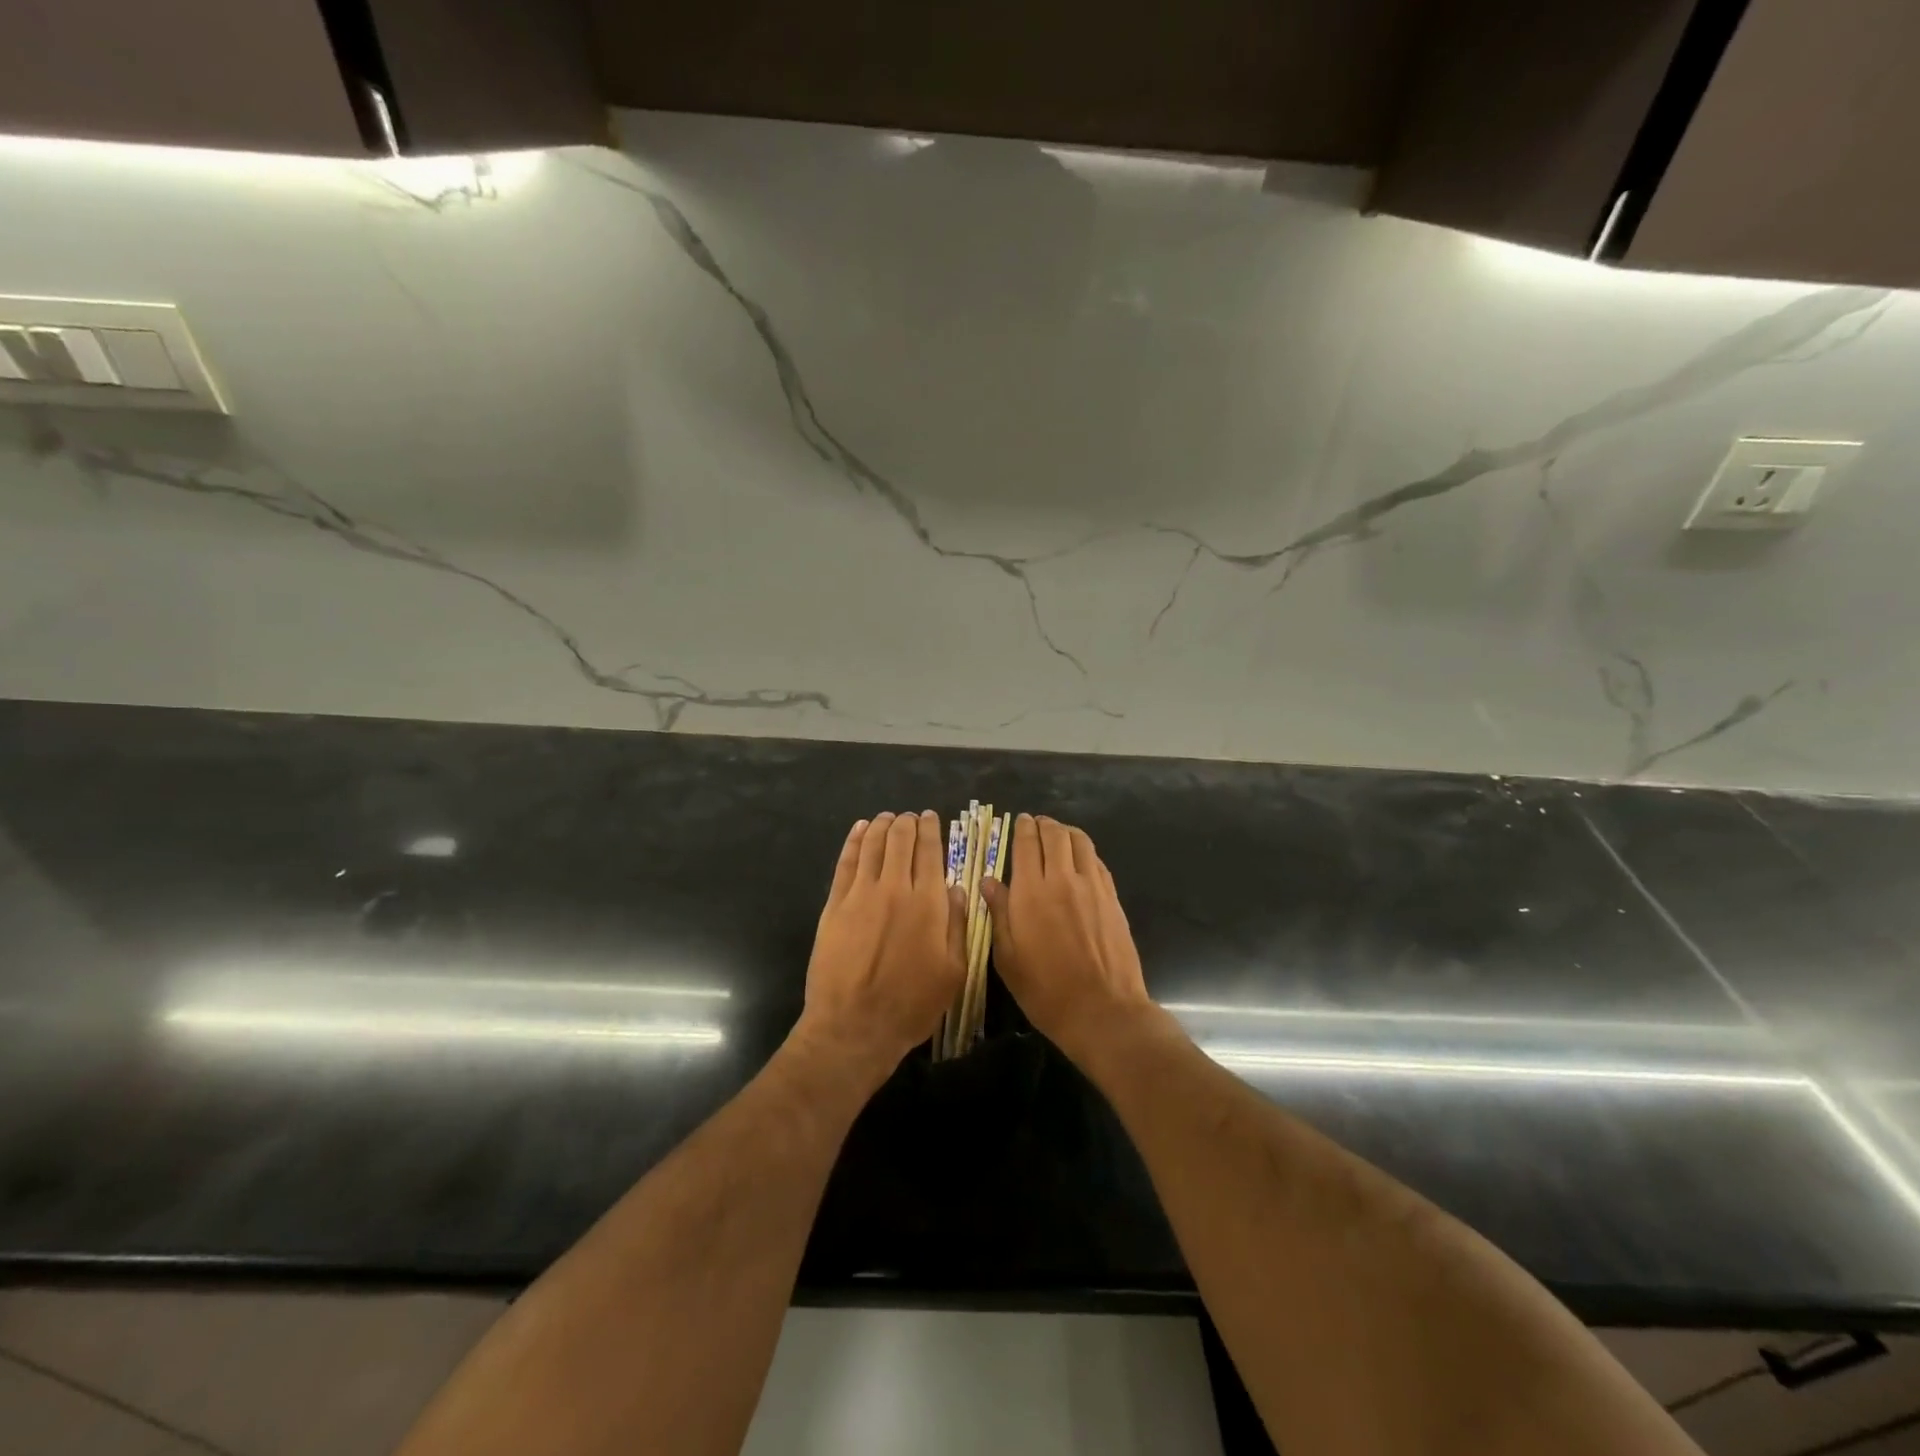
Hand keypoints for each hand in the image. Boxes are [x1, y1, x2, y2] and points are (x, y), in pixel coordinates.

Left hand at [797, 811, 966, 1084]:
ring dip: (881, 826)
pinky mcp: (834, 905)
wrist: (854, 1026)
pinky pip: (846, 862)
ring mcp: (861, 894)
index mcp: (927, 903)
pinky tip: (859, 830)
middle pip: (900, 841)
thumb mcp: (954, 972)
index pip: (930, 852)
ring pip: (872, 846)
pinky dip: (854, 841)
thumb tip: (956, 888)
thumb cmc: (911, 1005)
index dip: (930, 830)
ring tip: (887, 817)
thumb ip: (957, 925)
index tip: (931, 817)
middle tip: (910, 817)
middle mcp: (895, 888)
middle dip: (907, 823)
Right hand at [980, 815, 1152, 1059]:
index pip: (1026, 844)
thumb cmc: (1045, 990)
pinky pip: (1097, 861)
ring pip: (1080, 841)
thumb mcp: (1007, 958)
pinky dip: (1085, 851)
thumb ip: (998, 914)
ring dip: (1066, 832)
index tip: (1020, 822)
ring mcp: (1092, 886)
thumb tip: (988, 881)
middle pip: (1054, 835)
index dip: (1022, 828)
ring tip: (1059, 834)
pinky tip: (1080, 859)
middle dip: (1044, 825)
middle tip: (1037, 825)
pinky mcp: (1112, 897)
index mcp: (1030, 892)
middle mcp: (1062, 879)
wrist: (1102, 1009)